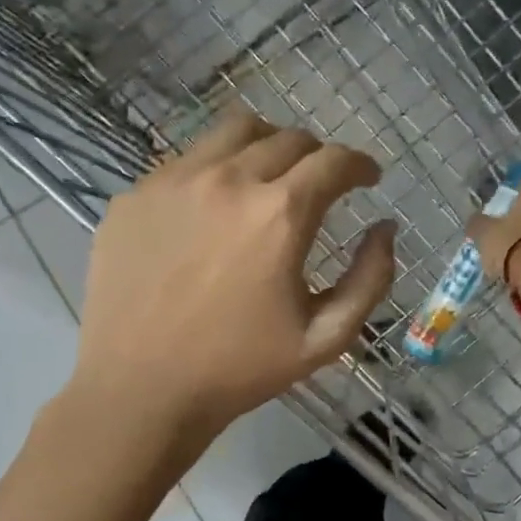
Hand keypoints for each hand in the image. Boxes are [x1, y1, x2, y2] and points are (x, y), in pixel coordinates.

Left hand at [73, 112, 397, 435]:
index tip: (367, 178)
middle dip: (318, 157)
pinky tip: (213, 209)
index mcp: (280, 214)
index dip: (360, 165)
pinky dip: (215, 170)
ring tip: (269, 176)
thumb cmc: (239, 369)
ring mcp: (173, 181)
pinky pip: (187, 160)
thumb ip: (370, 279)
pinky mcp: (135, 195)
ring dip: (267, 145)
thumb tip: (385, 228)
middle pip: (289, 138)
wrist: (140, 389)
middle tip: (320, 185)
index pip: (334, 160)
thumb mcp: (325, 338)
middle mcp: (228, 180)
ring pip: (235, 131)